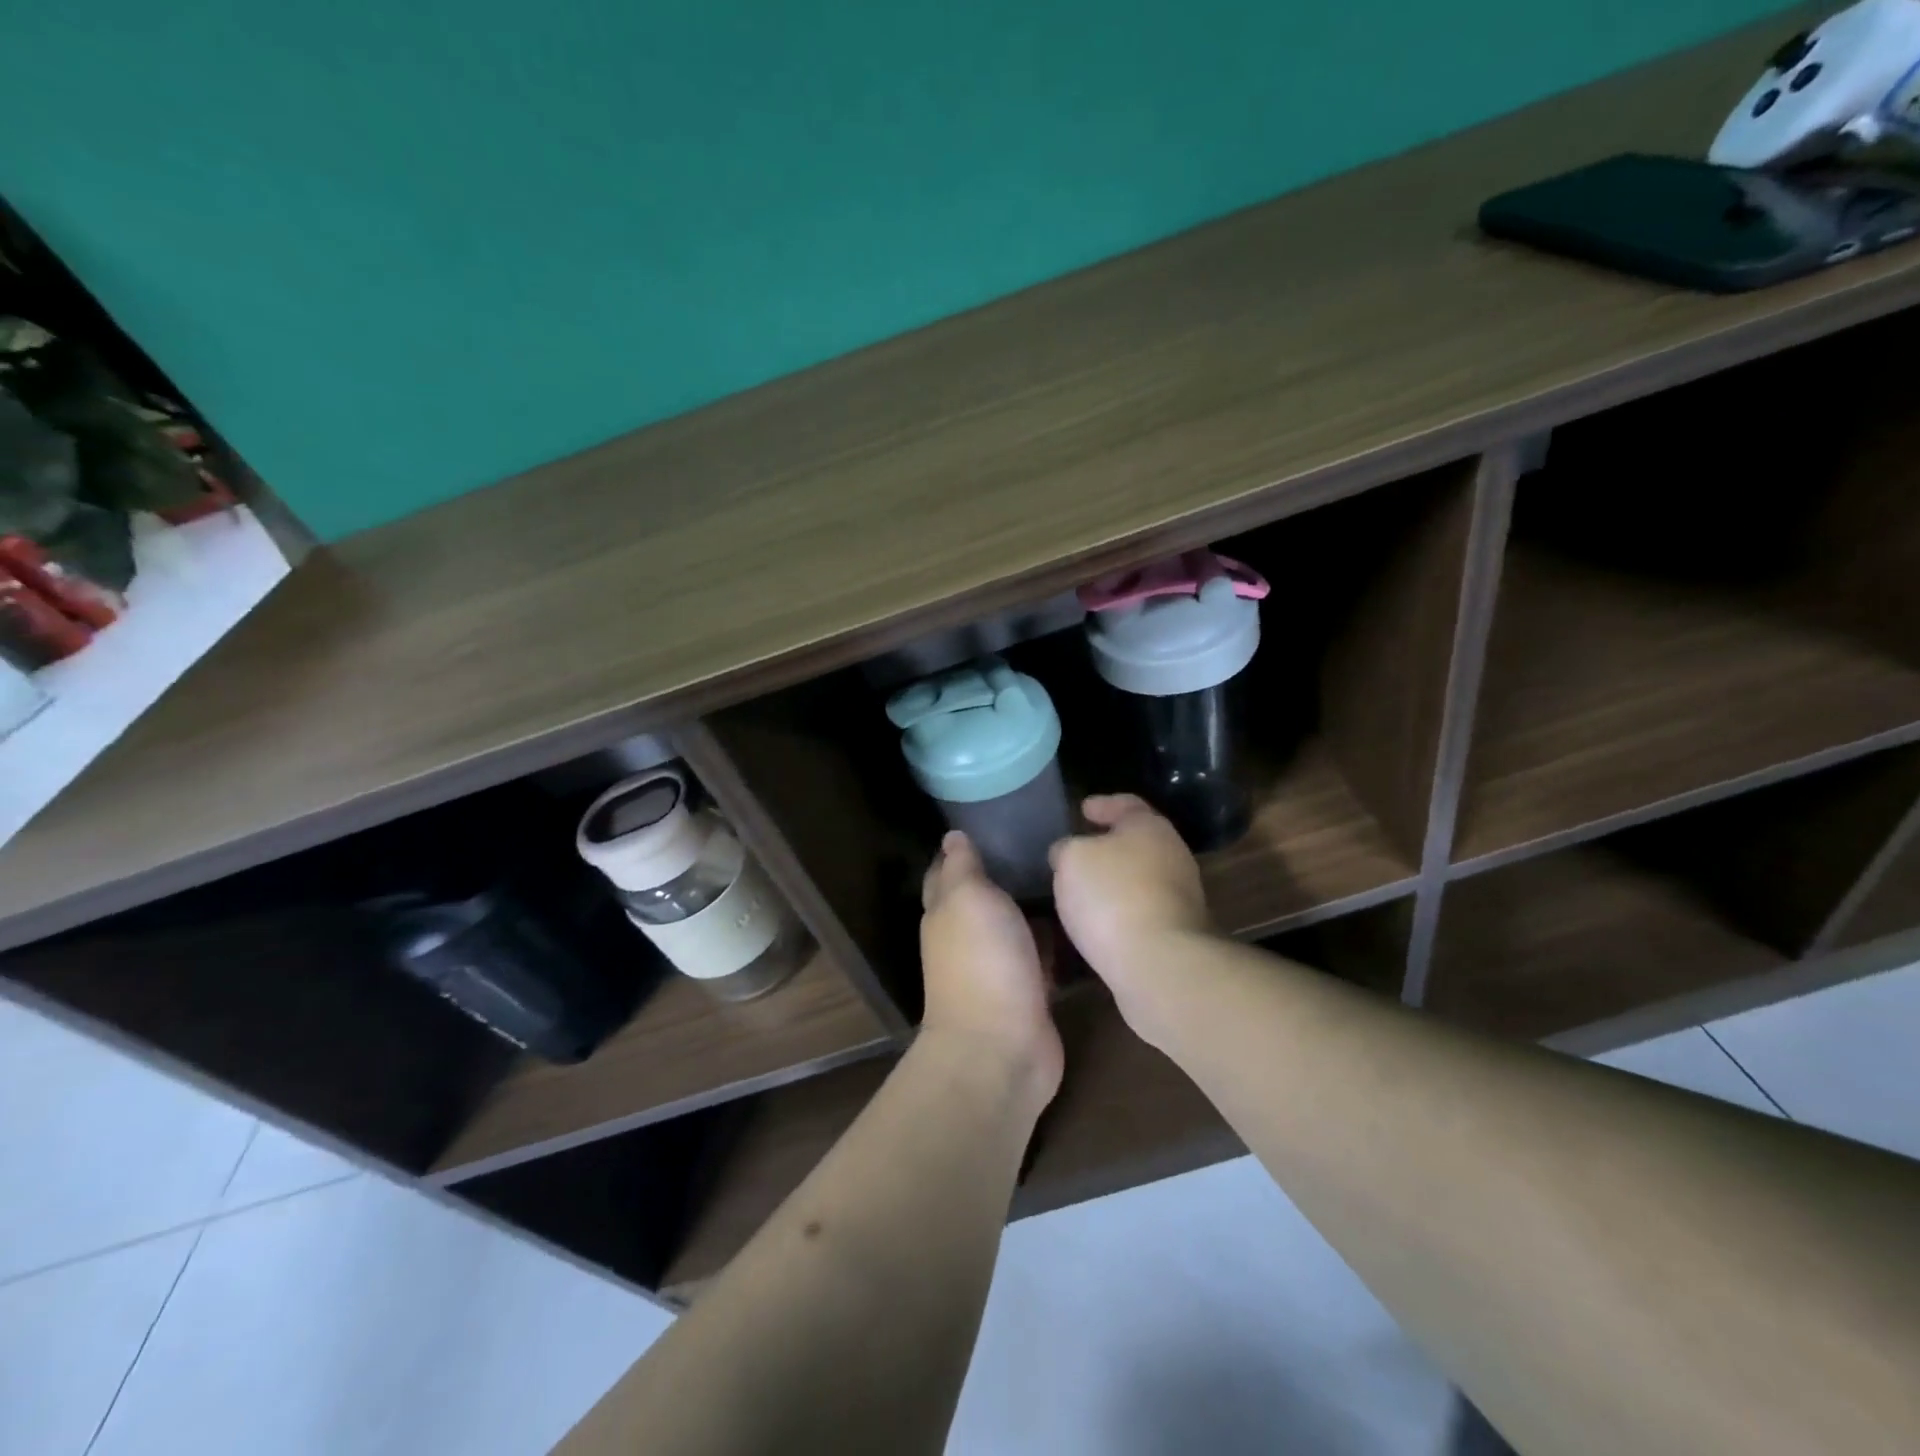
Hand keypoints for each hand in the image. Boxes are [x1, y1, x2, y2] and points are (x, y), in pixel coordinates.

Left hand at [919, 831, 1063, 1109]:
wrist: (1003, 1048)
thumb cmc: (983, 961)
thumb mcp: (968, 898)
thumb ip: (963, 867)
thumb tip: (952, 836)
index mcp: (945, 911)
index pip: (947, 869)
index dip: (963, 846)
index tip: (993, 818)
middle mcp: (967, 935)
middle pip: (984, 894)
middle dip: (1005, 869)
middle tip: (1045, 837)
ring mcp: (999, 964)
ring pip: (1015, 923)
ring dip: (1033, 902)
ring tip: (1068, 867)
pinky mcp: (1029, 988)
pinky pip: (1041, 952)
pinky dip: (1054, 936)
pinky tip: (1079, 914)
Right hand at [1049, 795, 1212, 1039]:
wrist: (1159, 963)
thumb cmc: (1112, 895)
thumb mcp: (1071, 858)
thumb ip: (1067, 848)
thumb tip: (1068, 854)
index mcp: (1150, 827)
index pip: (1127, 804)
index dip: (1103, 804)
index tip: (1083, 809)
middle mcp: (1173, 855)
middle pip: (1138, 841)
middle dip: (1109, 844)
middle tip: (1079, 850)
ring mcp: (1180, 896)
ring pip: (1140, 877)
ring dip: (1115, 880)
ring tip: (1082, 889)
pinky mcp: (1178, 932)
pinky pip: (1141, 909)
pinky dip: (1120, 909)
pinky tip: (1099, 921)